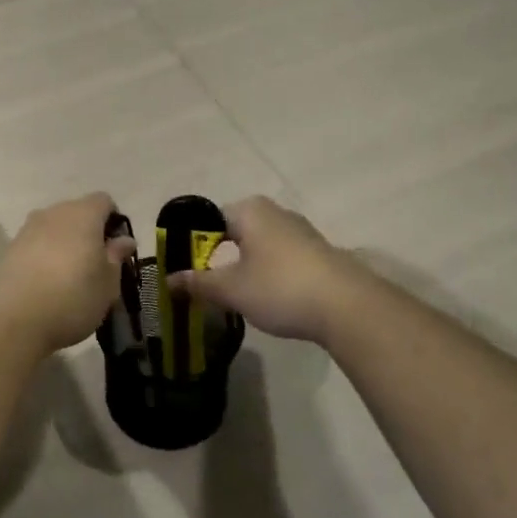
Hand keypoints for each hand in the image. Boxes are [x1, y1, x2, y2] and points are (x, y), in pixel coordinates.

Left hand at [0, 193, 135, 354]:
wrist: (10, 319)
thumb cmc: (72, 297)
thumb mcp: (108, 283)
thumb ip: (116, 257)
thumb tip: (123, 240)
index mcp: (83, 214)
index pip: (104, 201)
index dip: (114, 221)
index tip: (116, 250)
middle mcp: (53, 213)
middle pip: (77, 213)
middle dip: (88, 233)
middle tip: (95, 267)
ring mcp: (27, 230)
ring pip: (54, 229)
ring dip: (64, 246)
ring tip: (70, 279)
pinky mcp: (8, 250)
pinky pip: (35, 246)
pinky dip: (44, 259)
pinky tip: (46, 286)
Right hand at [168, 196, 371, 343]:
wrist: (348, 307)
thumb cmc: (280, 288)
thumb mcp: (231, 289)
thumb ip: (197, 283)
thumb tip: (168, 280)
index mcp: (249, 210)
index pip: (208, 219)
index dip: (192, 245)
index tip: (184, 270)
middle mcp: (275, 212)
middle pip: (234, 231)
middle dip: (217, 256)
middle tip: (204, 285)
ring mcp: (301, 231)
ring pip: (258, 245)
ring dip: (243, 266)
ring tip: (233, 294)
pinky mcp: (318, 253)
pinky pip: (280, 257)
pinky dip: (267, 273)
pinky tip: (267, 297)